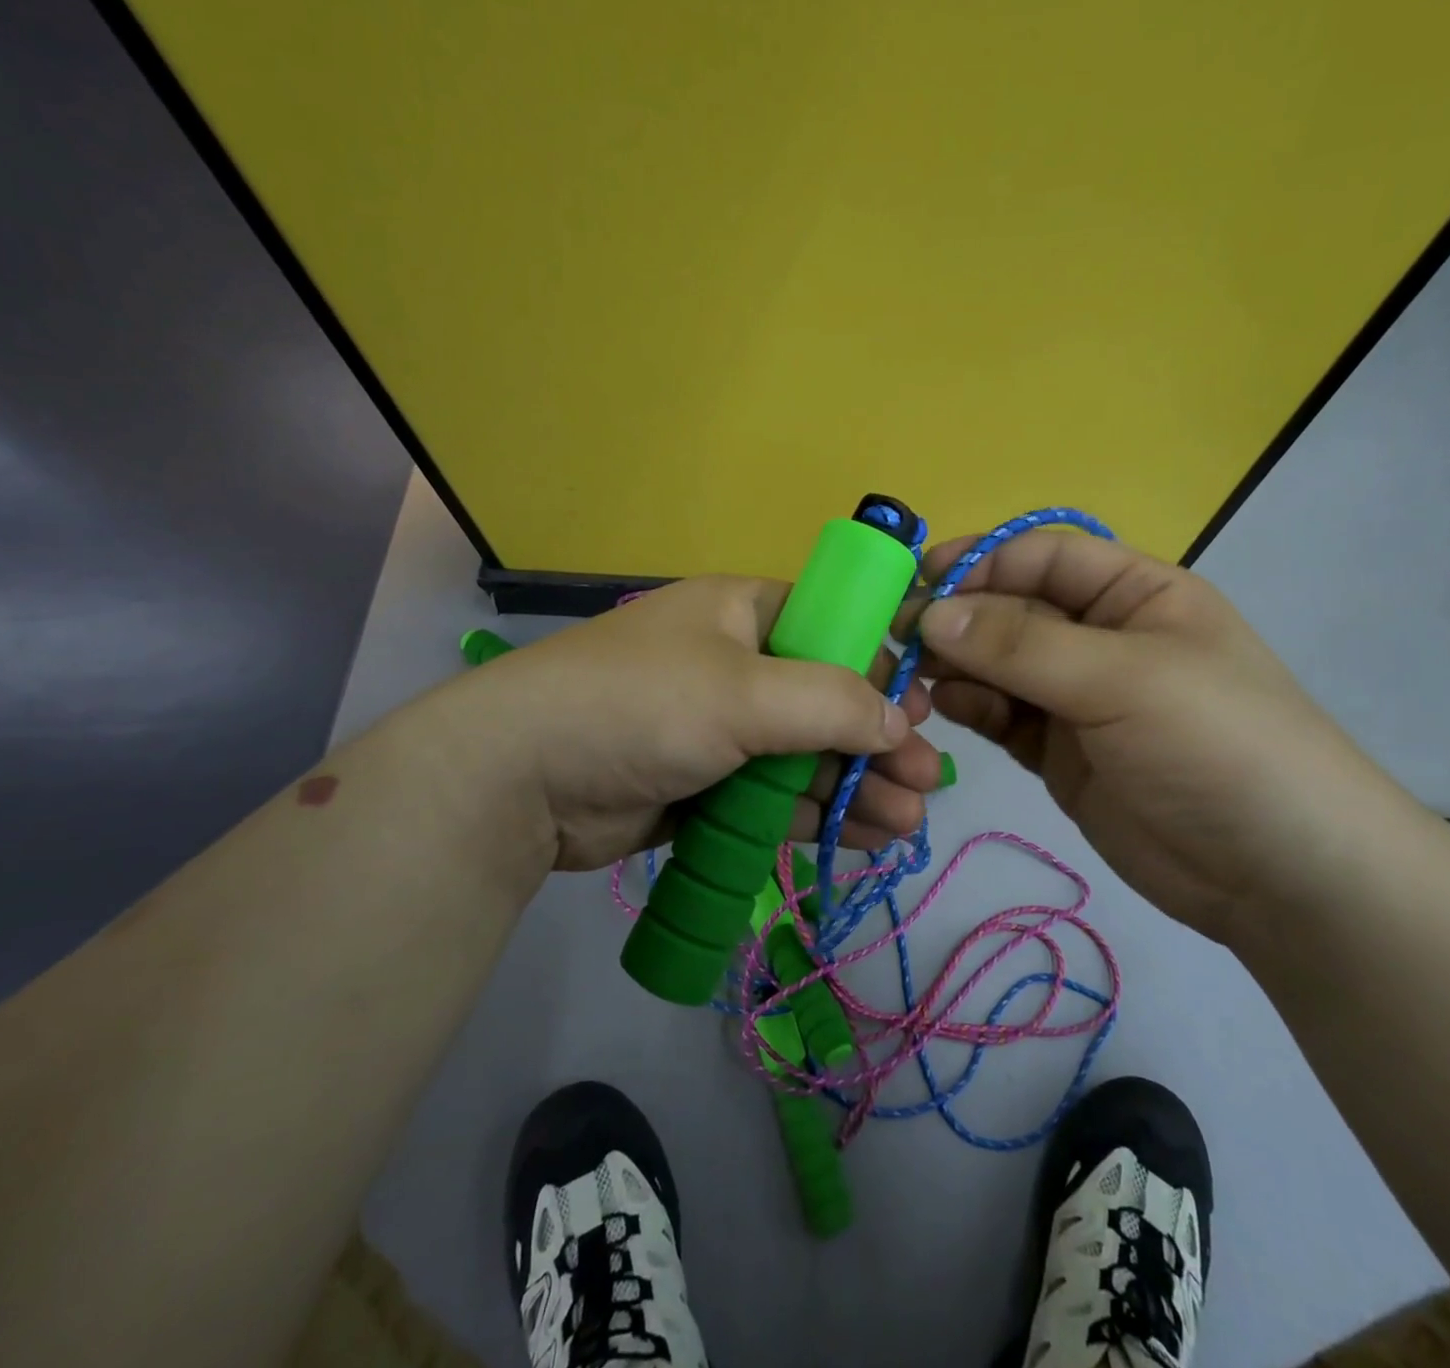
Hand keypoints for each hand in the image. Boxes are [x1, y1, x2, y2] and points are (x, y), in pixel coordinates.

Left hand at [453, 575, 943, 872]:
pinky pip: (774, 795)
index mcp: (744, 613)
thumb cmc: (642, 705)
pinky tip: (863, 836)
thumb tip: (900, 721)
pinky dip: (816, 813)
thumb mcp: (745, 692)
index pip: (833, 629)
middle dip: (878, 742)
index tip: (924, 709)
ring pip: (805, 755)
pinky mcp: (704, 784)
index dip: (881, 667)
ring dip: (856, 785)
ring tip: (907, 822)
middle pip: (826, 700)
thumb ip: (832, 702)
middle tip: (927, 782)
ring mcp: (719, 728)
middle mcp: (736, 664)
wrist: (522, 779)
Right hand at [912, 530, 1420, 944]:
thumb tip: (931, 614)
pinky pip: (1002, 716)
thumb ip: (1021, 645)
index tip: (920, 586)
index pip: (1042, 558)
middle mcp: (1100, 637)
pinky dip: (972, 709)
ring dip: (956, 667)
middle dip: (958, 620)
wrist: (1278, 875)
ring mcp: (1077, 698)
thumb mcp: (1122, 678)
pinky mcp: (1059, 752)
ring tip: (914, 680)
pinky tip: (946, 710)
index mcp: (1134, 593)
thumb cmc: (1216, 745)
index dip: (981, 564)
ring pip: (998, 666)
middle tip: (899, 641)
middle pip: (1012, 611)